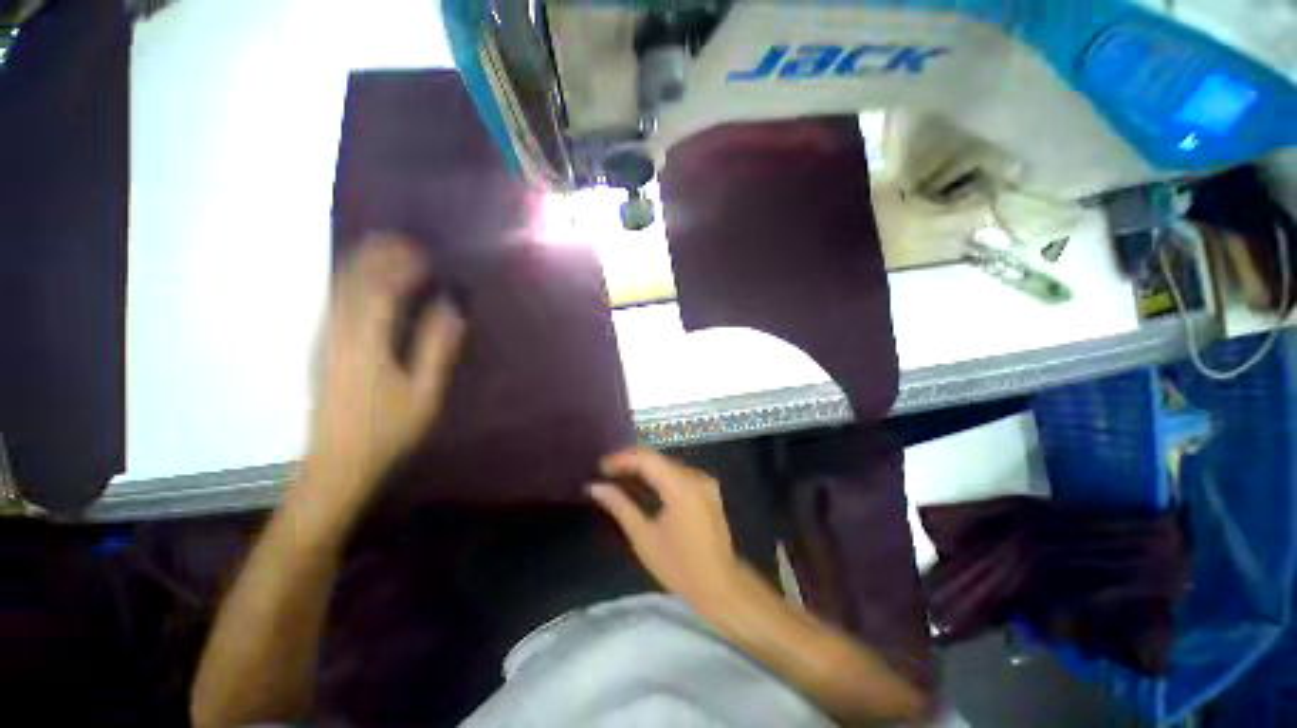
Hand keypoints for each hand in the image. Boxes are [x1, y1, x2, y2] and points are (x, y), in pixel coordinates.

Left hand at [309, 234, 465, 488]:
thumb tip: (451, 308)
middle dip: (378, 255)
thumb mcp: (424, 394)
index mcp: (365, 344)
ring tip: (387, 248)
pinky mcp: (322, 346)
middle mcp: (338, 333)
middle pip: (353, 281)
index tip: (427, 254)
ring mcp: (325, 339)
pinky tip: (366, 279)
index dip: (403, 267)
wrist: (337, 462)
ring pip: (339, 287)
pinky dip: (351, 280)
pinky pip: (334, 300)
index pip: (382, 290)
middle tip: (407, 241)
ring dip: (362, 263)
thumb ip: (436, 348)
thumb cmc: (388, 431)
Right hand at [590, 447, 741, 610]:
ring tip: (619, 477)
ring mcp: (704, 480)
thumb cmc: (679, 566)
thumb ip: (620, 506)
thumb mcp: (644, 537)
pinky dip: (659, 475)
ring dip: (644, 467)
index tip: (600, 467)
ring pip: (667, 464)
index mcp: (680, 486)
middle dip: (630, 461)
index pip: (646, 458)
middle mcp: (695, 476)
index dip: (621, 459)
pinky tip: (644, 485)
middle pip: (657, 458)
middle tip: (606, 472)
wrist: (721, 586)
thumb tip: (596, 487)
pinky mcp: (708, 489)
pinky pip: (678, 473)